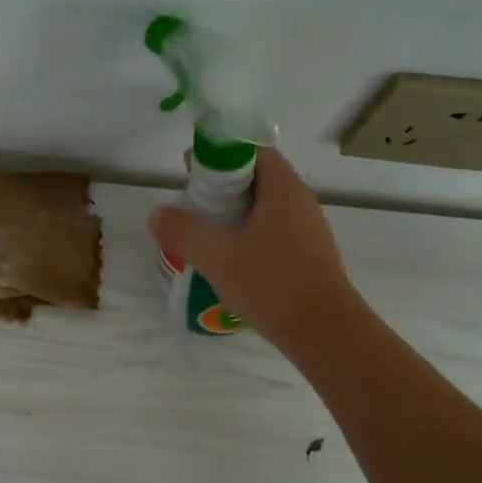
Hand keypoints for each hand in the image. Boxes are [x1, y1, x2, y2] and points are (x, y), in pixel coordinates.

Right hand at [148, 146, 354, 352]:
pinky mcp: (309, 255)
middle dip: (223, 185)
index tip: (191, 169)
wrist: (325, 331)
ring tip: (206, 231)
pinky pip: (275, 230)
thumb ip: (183, 232)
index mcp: (283, 189)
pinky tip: (231, 258)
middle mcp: (300, 202)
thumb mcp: (217, 257)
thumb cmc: (271, 284)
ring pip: (267, 207)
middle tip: (192, 202)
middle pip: (258, 177)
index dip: (220, 153)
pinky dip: (250, 233)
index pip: (253, 151)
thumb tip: (156, 214)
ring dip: (236, 212)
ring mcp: (309, 229)